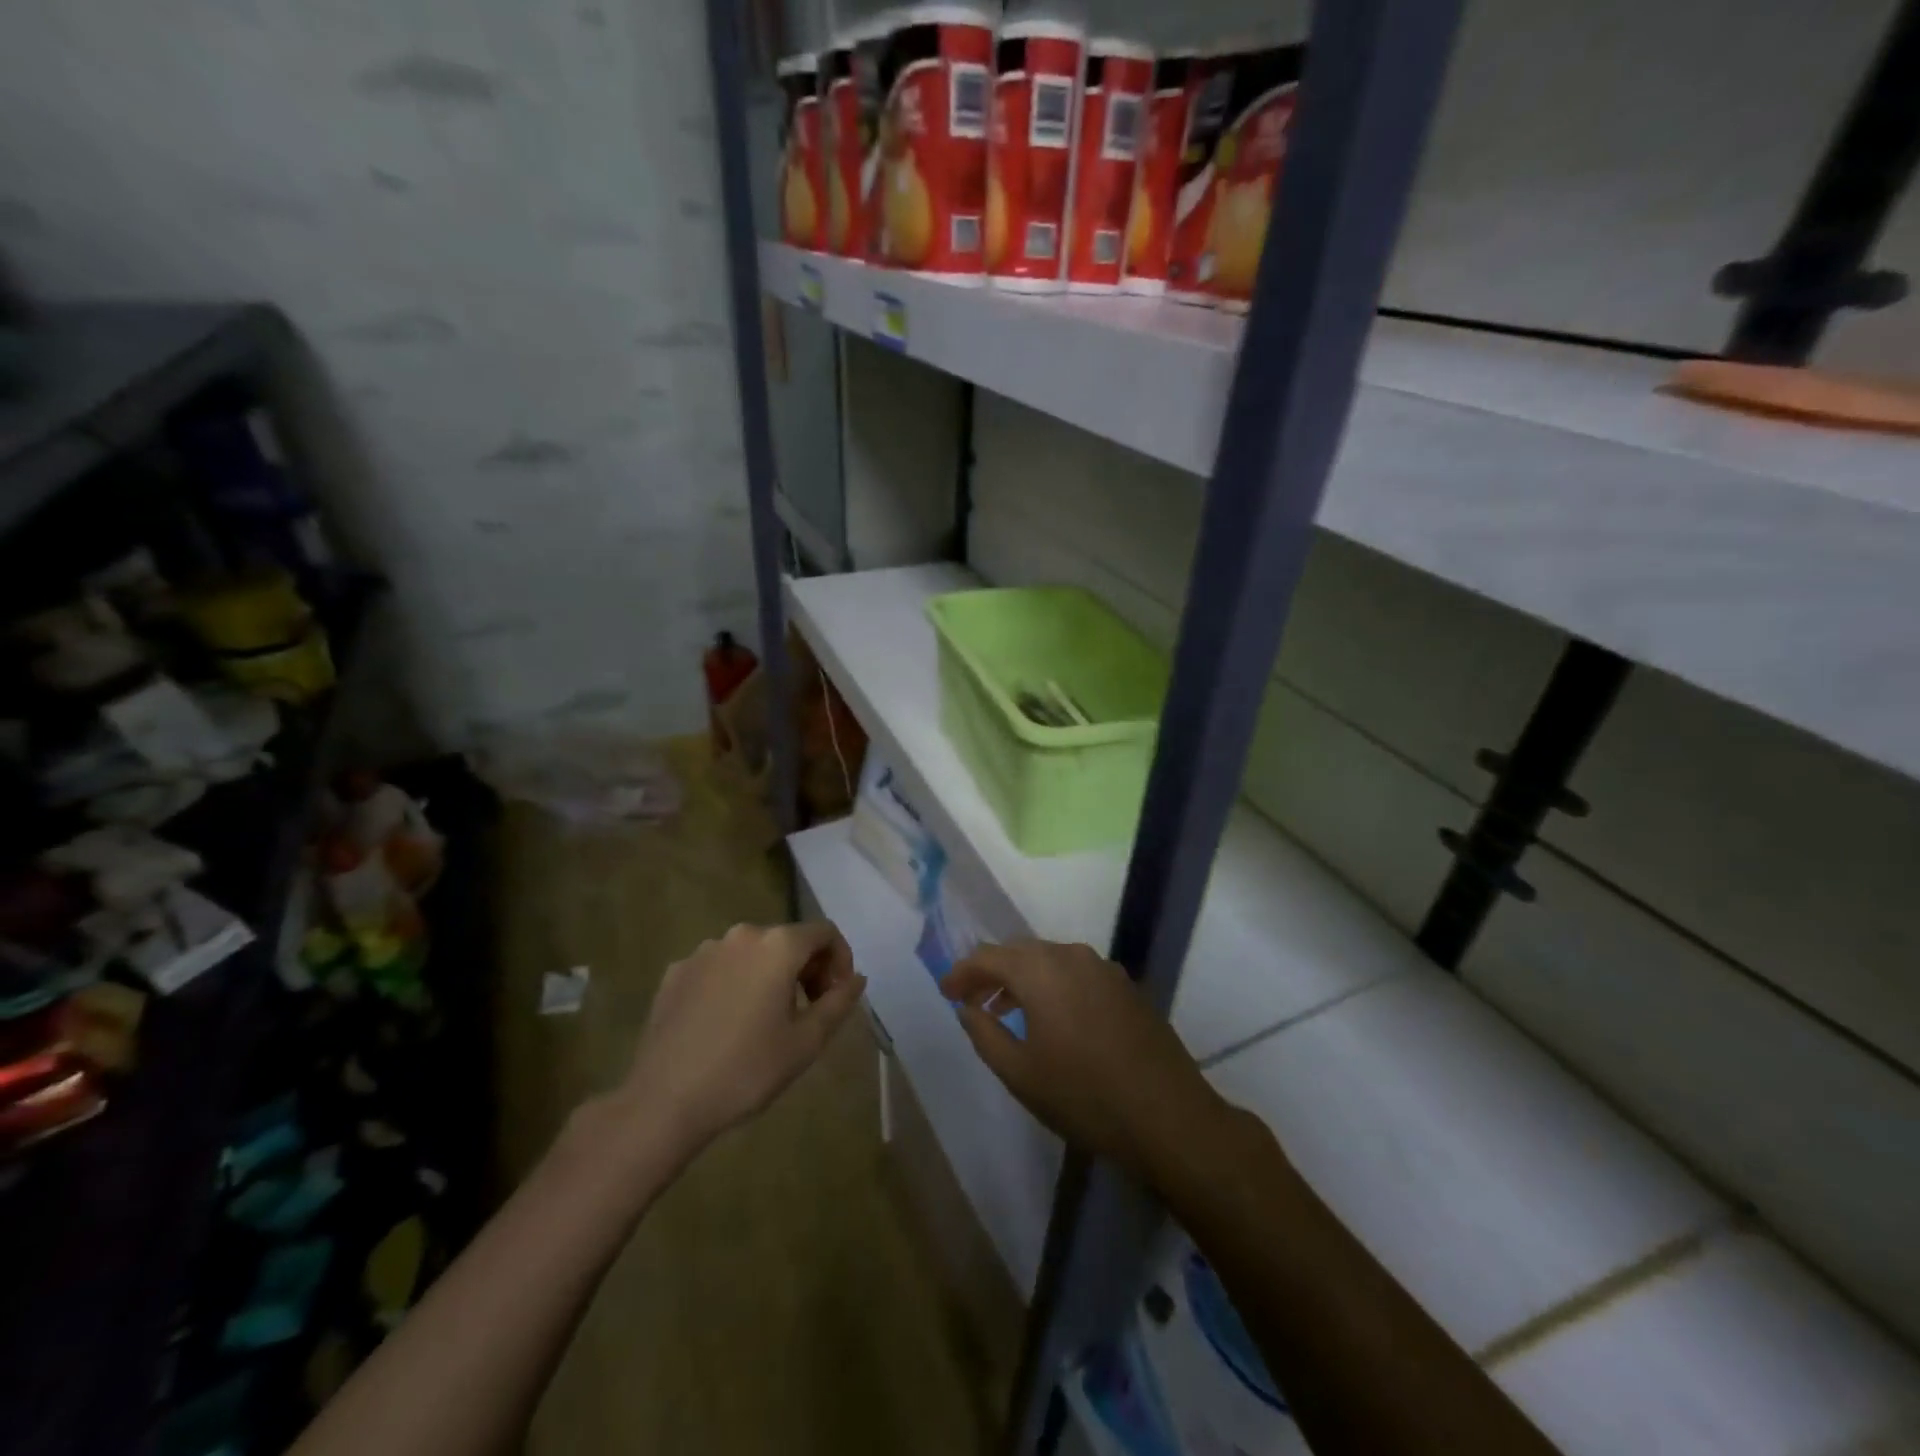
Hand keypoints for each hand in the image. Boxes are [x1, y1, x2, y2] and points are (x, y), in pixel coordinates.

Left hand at [619, 921, 866, 1161]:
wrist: (663, 1101)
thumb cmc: (746, 1070)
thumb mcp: (806, 1042)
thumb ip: (839, 1002)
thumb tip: (856, 978)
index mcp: (777, 946)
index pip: (824, 933)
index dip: (840, 959)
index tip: (837, 995)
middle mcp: (741, 936)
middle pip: (788, 940)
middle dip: (807, 968)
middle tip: (809, 1011)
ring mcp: (704, 951)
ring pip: (752, 954)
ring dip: (770, 975)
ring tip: (766, 1020)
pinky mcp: (676, 972)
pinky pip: (720, 968)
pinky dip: (735, 984)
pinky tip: (727, 1024)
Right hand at [941, 940, 1228, 1179]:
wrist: (1168, 1116)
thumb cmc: (1084, 1096)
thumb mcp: (1021, 1074)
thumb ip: (985, 1034)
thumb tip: (967, 1008)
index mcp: (1041, 970)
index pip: (988, 956)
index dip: (962, 973)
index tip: (945, 993)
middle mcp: (1071, 956)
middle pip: (1019, 951)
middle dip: (991, 972)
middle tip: (972, 1000)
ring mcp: (1104, 967)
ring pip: (1050, 959)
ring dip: (1023, 978)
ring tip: (1006, 1010)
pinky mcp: (1126, 985)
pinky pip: (1076, 972)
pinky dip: (1053, 984)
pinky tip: (1052, 1017)